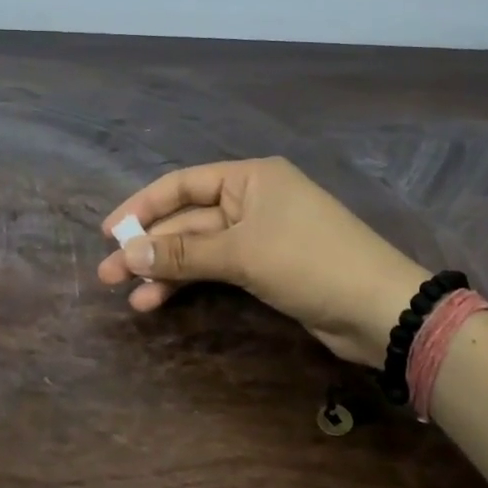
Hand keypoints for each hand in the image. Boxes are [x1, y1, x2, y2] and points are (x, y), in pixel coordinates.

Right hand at [97, 157, 430, 365]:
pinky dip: (189, 282)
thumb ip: (184, 253)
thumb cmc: (310, 262)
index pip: (182, 184)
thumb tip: (128, 253)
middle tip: (107, 274)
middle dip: (149, 246)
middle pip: (187, 219)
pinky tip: (159, 300)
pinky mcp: (265, 268)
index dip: (142, 206)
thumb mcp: (242, 253)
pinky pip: (215, 268)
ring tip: (128, 295)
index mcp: (250, 177)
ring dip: (165, 269)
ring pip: (199, 248)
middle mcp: (251, 200)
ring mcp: (258, 235)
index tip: (109, 232)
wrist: (379, 310)